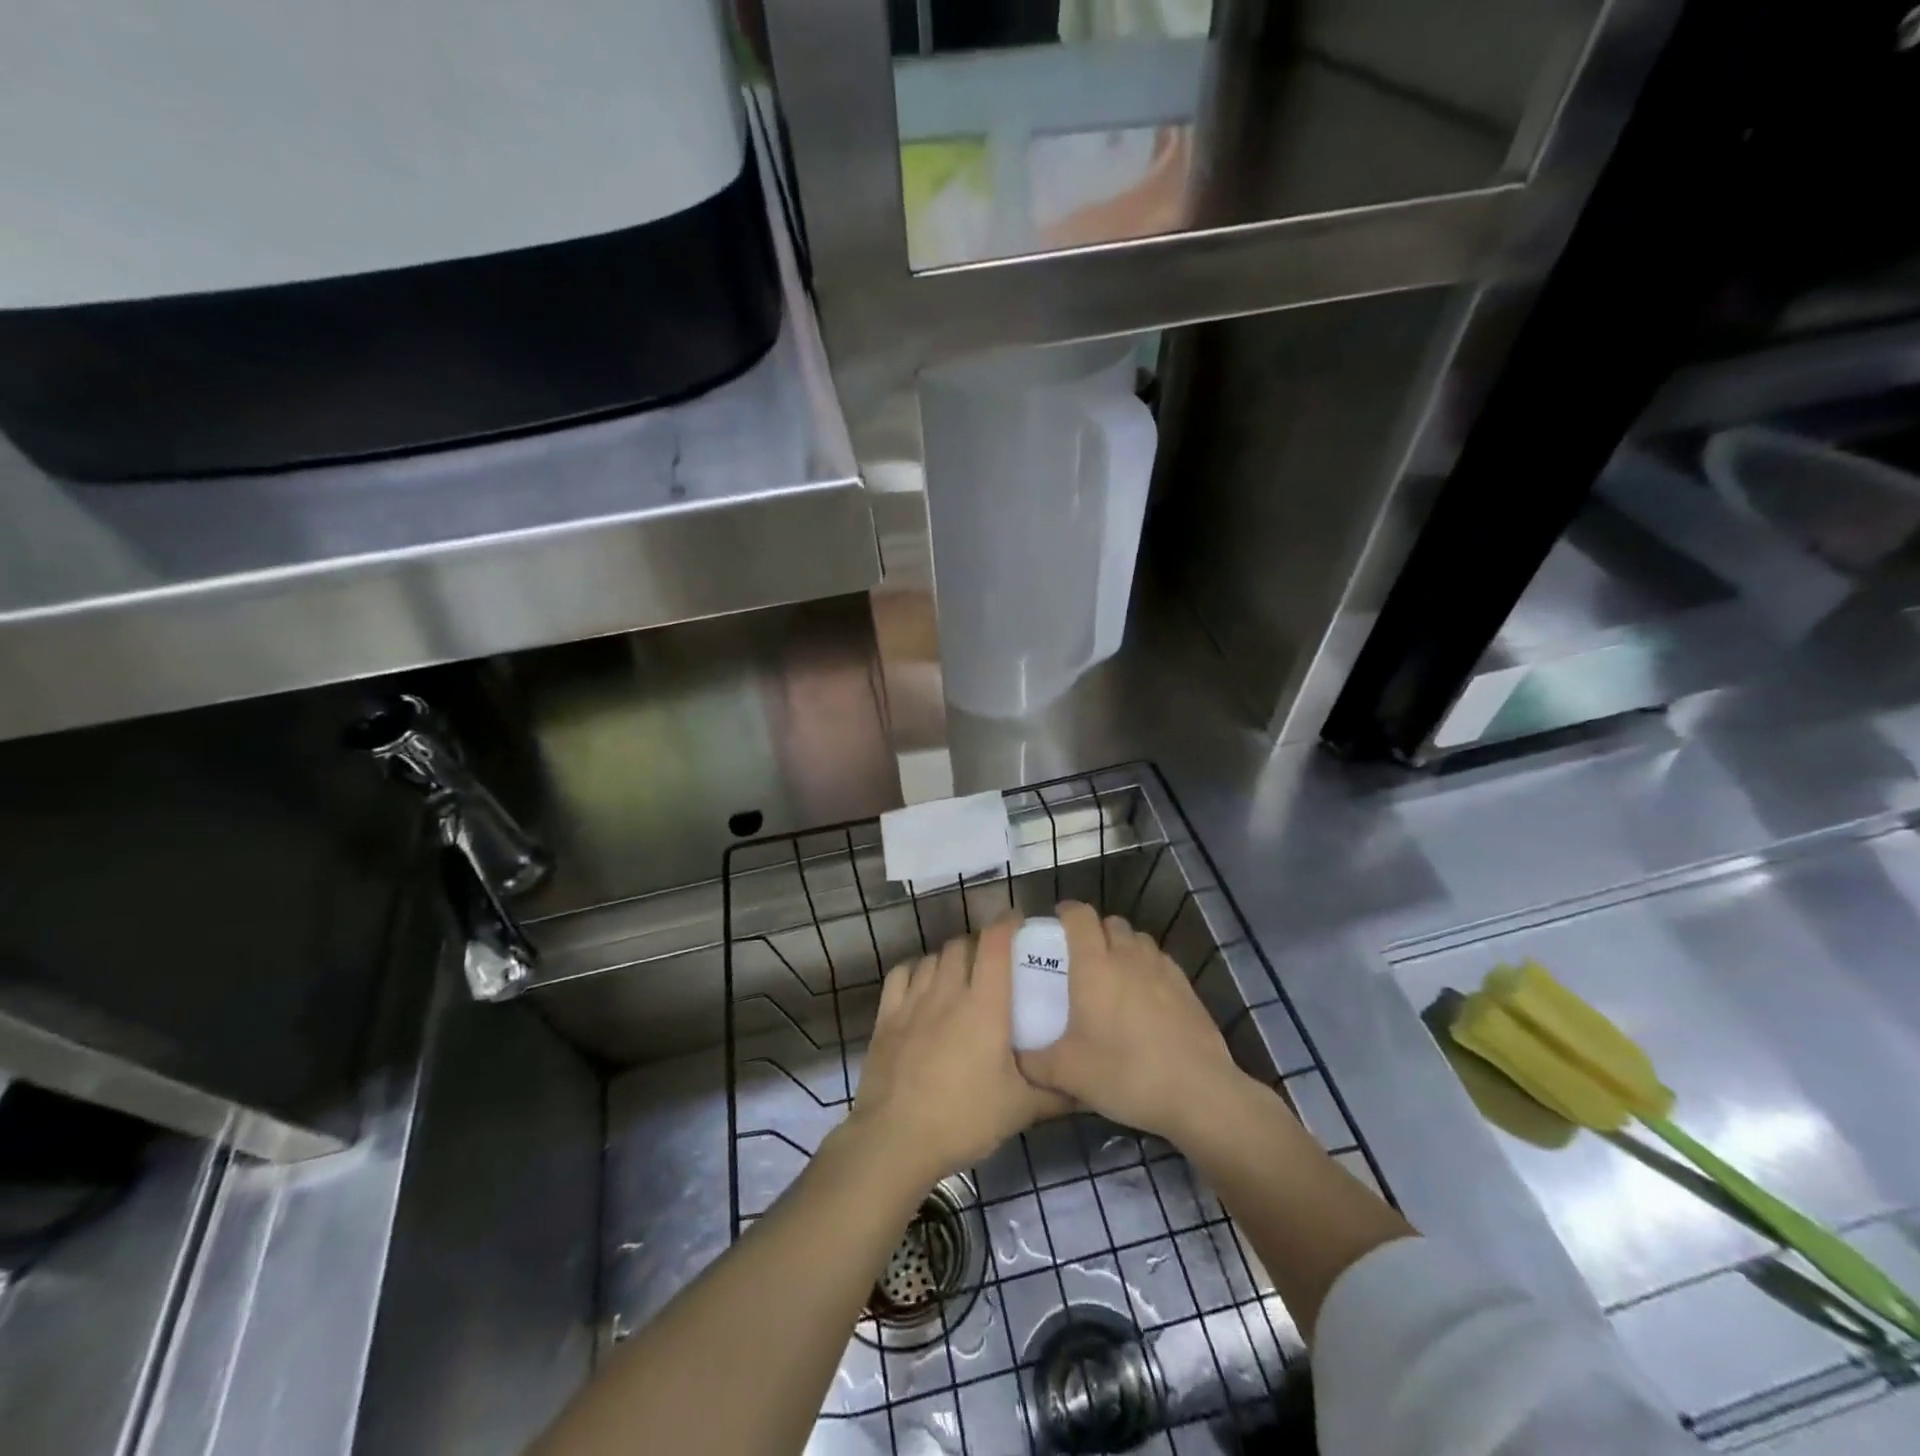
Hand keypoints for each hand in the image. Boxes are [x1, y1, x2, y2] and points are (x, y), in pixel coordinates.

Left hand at [849, 913, 1069, 1187]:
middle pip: (963, 945)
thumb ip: (1057, 1093)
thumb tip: (1090, 1086)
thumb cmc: (964, 1118)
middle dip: (980, 943)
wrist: (896, 1139)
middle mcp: (948, 992)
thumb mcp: (1020, 1109)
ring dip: (950, 957)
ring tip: (962, 972)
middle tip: (994, 958)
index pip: (995, 944)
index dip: (1007, 923)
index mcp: (984, 1005)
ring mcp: (913, 1002)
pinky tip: (923, 982)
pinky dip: (916, 970)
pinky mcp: (886, 1017)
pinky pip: (901, 974)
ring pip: (934, 957)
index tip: (1019, 920)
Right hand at [1016, 902, 1247, 1144]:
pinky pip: (1160, 962)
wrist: (1198, 1092)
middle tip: (1082, 956)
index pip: (1080, 916)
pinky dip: (1148, 968)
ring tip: (1114, 974)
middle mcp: (1128, 957)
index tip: (1056, 921)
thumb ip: (1033, 1062)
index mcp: (1094, 965)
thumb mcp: (1067, 1073)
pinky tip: (1145, 997)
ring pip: (1139, 940)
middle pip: (1111, 922)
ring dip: (1123, 946)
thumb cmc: (1124, 1073)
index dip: (1067, 911)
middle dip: (1095, 930)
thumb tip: (1014, 1056)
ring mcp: (1162, 969)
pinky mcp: (1187, 988)